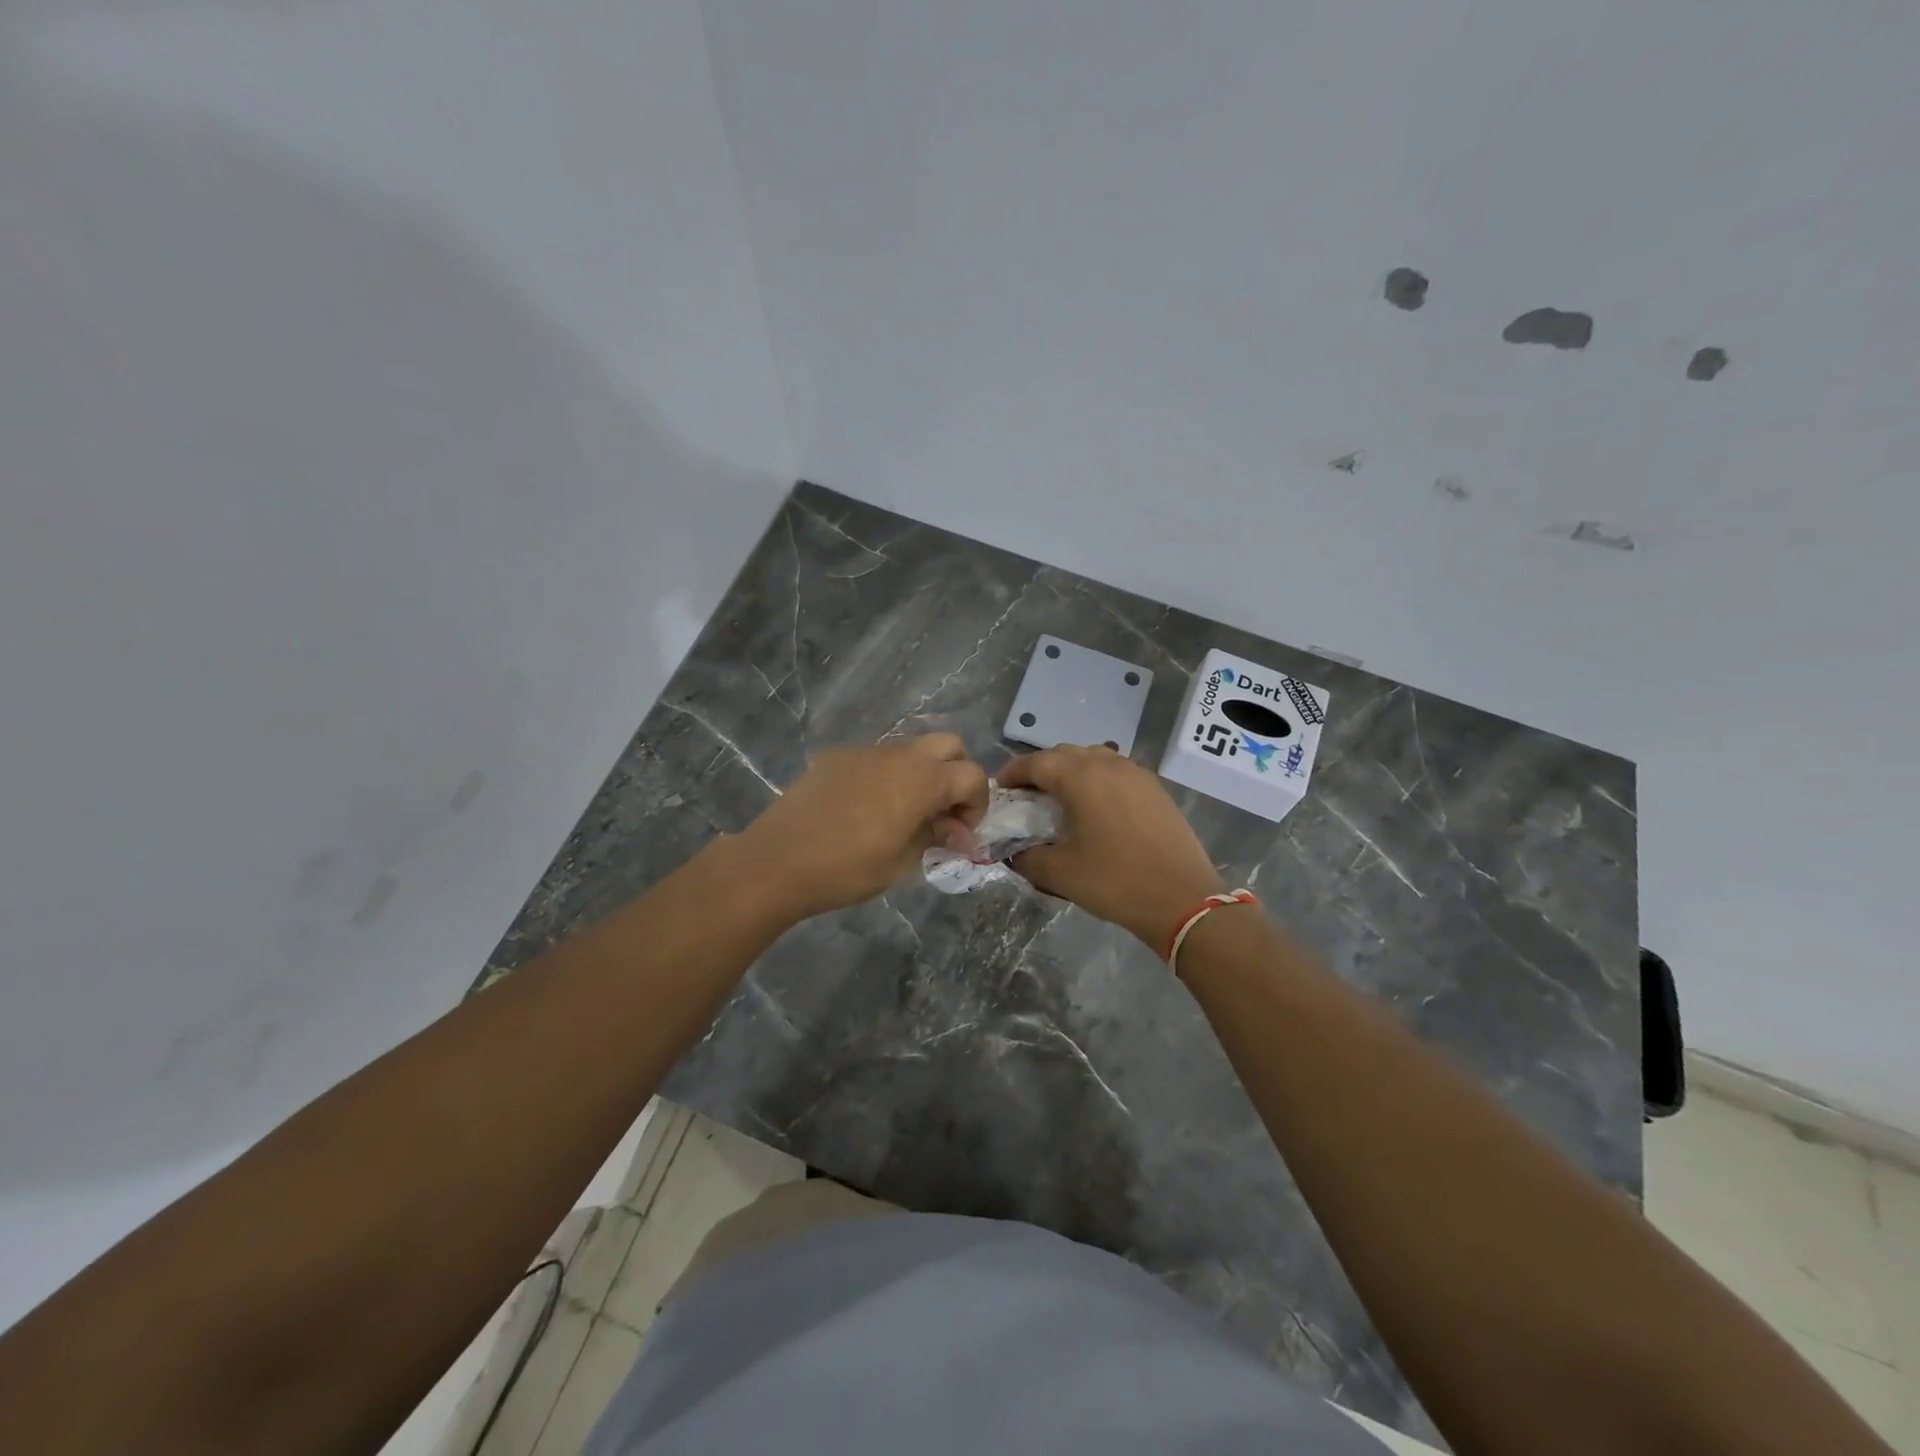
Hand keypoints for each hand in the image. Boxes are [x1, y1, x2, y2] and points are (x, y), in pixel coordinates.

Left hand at [737, 734, 988, 918]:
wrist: (777, 861)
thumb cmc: (847, 868)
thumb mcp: (902, 861)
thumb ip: (936, 837)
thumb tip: (959, 832)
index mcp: (922, 780)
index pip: (972, 776)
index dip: (977, 805)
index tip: (961, 834)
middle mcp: (899, 755)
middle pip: (948, 745)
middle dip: (956, 774)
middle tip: (943, 811)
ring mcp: (865, 751)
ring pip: (910, 749)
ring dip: (921, 773)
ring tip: (903, 813)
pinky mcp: (836, 757)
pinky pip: (875, 758)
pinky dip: (886, 776)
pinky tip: (864, 809)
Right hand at [1000, 745, 1224, 949]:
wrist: (1183, 898)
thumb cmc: (1115, 882)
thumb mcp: (1060, 874)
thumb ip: (1027, 858)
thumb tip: (1011, 853)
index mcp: (1080, 777)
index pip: (1036, 763)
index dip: (1013, 773)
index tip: (1000, 789)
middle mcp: (1107, 764)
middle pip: (1063, 753)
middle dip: (1040, 769)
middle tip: (1026, 795)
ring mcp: (1136, 773)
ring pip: (1093, 757)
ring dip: (1070, 770)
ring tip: (1060, 797)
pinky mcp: (1155, 788)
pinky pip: (1116, 770)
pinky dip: (1097, 778)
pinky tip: (1095, 806)